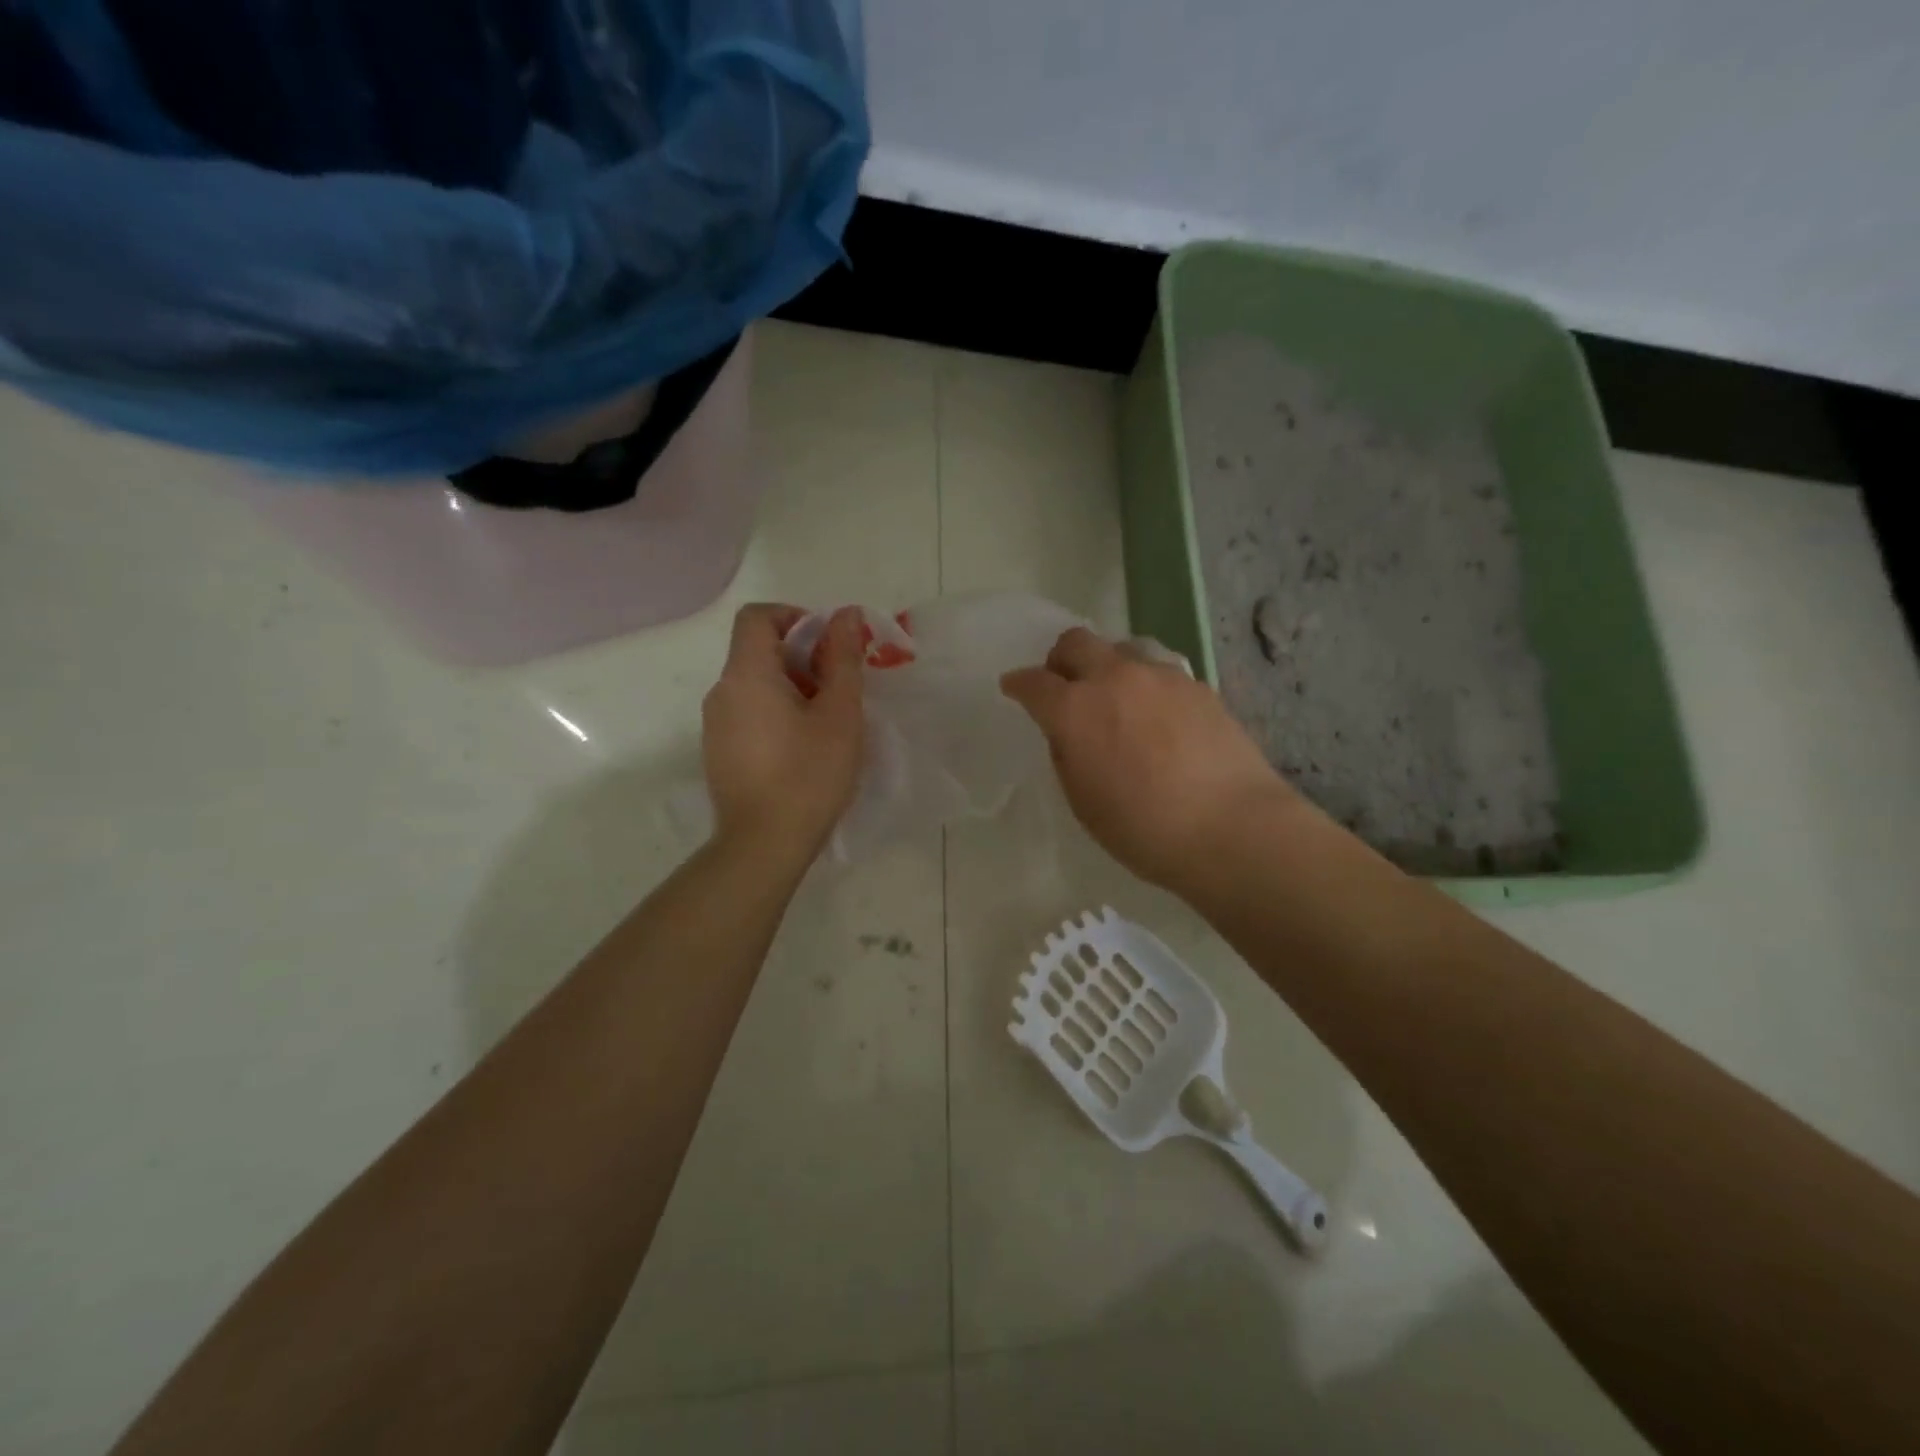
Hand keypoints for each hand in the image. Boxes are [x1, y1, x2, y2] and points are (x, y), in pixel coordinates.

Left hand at [703, 604, 864, 861]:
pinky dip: (774, 712)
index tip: (827, 645)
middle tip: (838, 689)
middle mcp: (721, 691)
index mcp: (747, 674)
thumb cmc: (808, 775)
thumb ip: (843, 659)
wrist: (763, 845)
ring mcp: (714, 724)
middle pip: (756, 650)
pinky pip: (746, 712)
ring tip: (825, 722)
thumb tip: (845, 615)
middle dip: (801, 657)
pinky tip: (801, 748)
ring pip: (753, 684)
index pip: (758, 616)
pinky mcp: (718, 751)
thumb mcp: (840, 714)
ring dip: (790, 686)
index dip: (795, 617)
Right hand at [1001, 628, 1302, 891]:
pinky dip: (1146, 685)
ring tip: (1118, 699)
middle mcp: (1114, 679)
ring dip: (1108, 667)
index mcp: (1075, 710)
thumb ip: (1068, 753)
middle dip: (1060, 660)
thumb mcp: (1083, 801)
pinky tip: (1159, 716)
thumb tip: (1069, 731)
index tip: (1014, 688)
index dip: (1018, 684)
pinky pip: (1160, 671)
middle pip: (1076, 642)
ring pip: (1122, 649)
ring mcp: (1160, 676)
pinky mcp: (1198, 685)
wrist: (1231, 827)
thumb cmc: (1143, 828)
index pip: (1033, 682)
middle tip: (1064, 686)